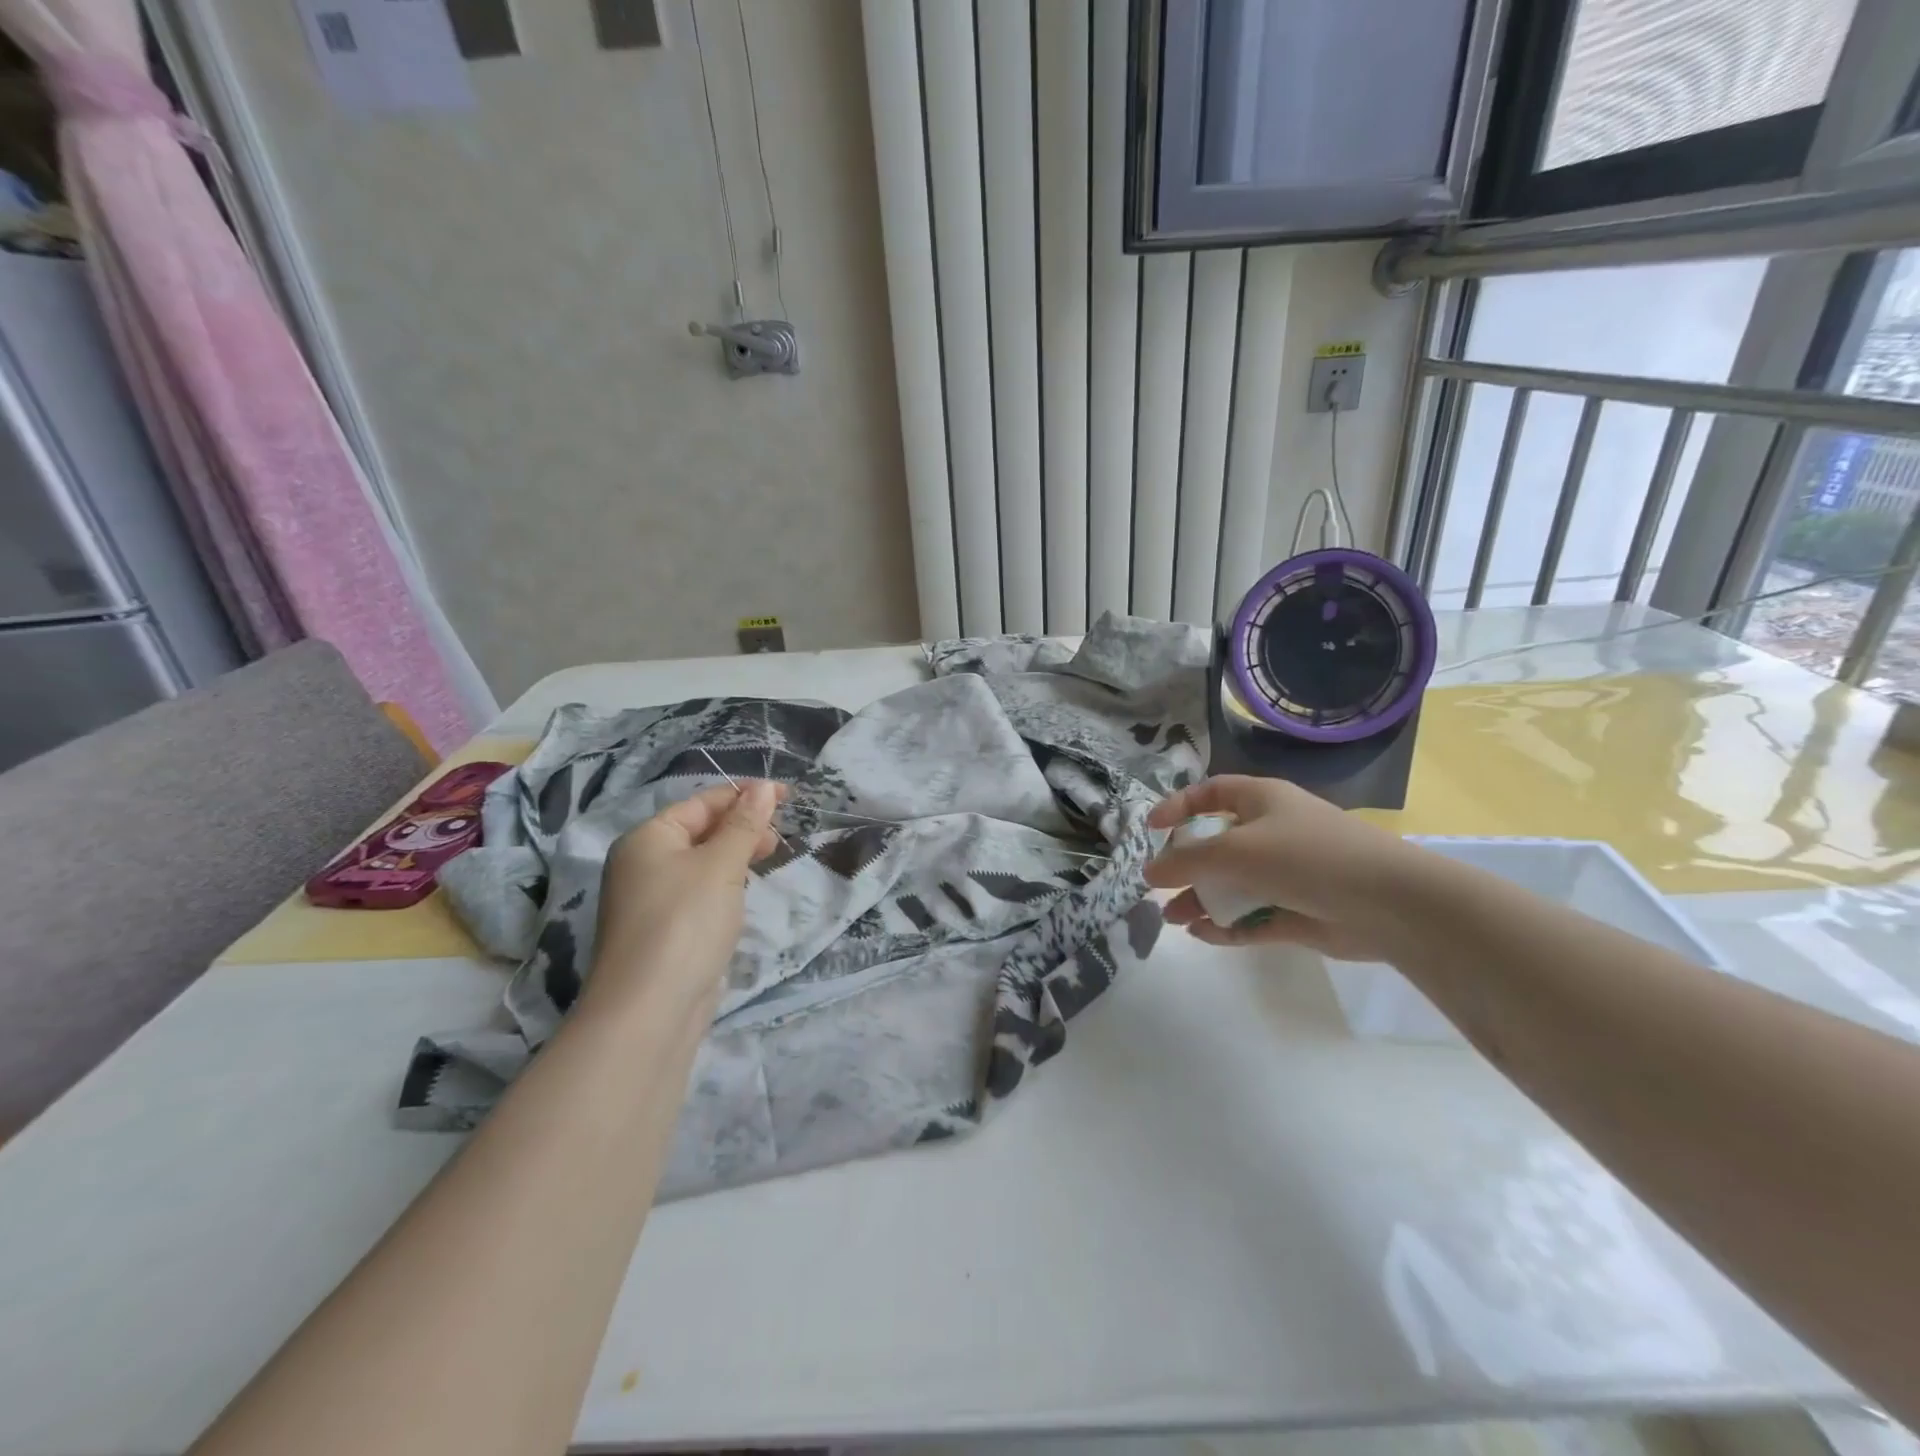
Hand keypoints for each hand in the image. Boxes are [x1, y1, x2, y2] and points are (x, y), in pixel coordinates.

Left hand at [587, 781, 785, 1020]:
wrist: (649, 1011)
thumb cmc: (685, 923)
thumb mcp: (721, 866)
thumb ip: (744, 825)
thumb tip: (762, 788)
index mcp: (647, 838)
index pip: (701, 802)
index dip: (745, 795)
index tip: (787, 796)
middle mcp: (642, 864)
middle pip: (700, 830)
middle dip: (742, 827)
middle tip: (780, 837)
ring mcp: (651, 900)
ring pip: (701, 863)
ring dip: (735, 856)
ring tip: (769, 860)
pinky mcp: (664, 931)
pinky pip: (699, 893)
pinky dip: (725, 886)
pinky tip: (743, 895)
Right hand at [1144, 775, 1418, 960]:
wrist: (1389, 904)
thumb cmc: (1307, 857)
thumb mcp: (1236, 850)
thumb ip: (1188, 861)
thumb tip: (1149, 871)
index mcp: (1262, 801)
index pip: (1211, 794)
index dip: (1178, 807)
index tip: (1151, 830)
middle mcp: (1272, 832)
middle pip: (1217, 845)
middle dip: (1186, 866)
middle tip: (1159, 887)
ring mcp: (1286, 874)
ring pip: (1232, 885)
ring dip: (1201, 900)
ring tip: (1173, 919)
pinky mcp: (1298, 912)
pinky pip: (1252, 916)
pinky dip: (1227, 925)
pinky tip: (1203, 935)